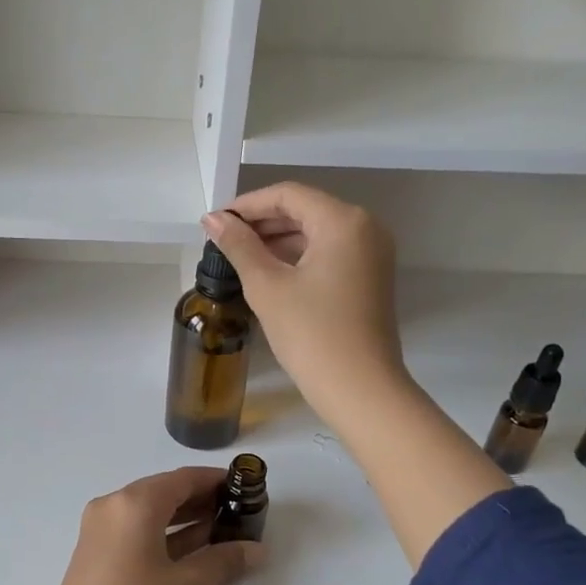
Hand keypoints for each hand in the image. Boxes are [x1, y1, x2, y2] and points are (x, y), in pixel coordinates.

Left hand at [0, 468, 262, 584]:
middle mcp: (110, 508)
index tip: (246, 487)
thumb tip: (255, 549)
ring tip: (224, 532)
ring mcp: (97, 533)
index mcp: (132, 504)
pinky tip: (192, 553)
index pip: (182, 478)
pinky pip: (136, 534)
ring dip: (185, 520)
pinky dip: (164, 538)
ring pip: (149, 515)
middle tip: (240, 513)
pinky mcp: (93, 558)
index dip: (216, 481)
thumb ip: (224, 561)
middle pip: (164, 493)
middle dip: (203, 501)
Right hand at [201, 183, 409, 430]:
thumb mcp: (267, 287)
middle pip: (305, 210)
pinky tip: (269, 272)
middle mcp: (365, 227)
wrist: (360, 389)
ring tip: (239, 256)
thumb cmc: (311, 334)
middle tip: (222, 240)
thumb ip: (239, 246)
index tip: (214, 222)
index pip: (288, 195)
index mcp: (343, 221)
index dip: (247, 205)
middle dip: (262, 222)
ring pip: (317, 232)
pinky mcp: (370, 278)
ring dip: (278, 240)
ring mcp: (372, 254)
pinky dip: (298, 257)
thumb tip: (212, 219)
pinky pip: (329, 253)